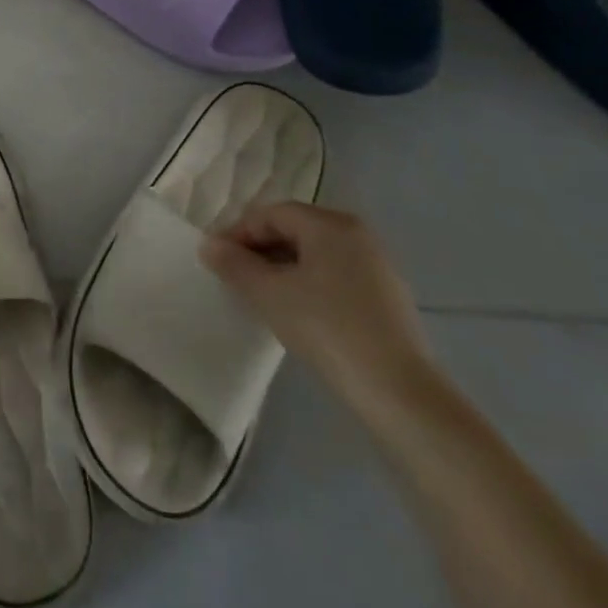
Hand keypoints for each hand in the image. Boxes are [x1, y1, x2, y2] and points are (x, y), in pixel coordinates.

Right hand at [199, 201, 434, 416]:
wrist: (399, 393)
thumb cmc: (327, 328)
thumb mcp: (269, 294)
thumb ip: (234, 264)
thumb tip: (208, 245)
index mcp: (330, 224)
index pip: (271, 214)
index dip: (238, 233)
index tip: (217, 260)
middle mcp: (357, 234)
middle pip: (294, 230)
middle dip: (260, 250)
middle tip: (235, 277)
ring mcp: (377, 266)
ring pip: (315, 255)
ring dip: (282, 268)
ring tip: (261, 296)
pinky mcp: (387, 297)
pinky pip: (335, 276)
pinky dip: (309, 284)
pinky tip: (297, 313)